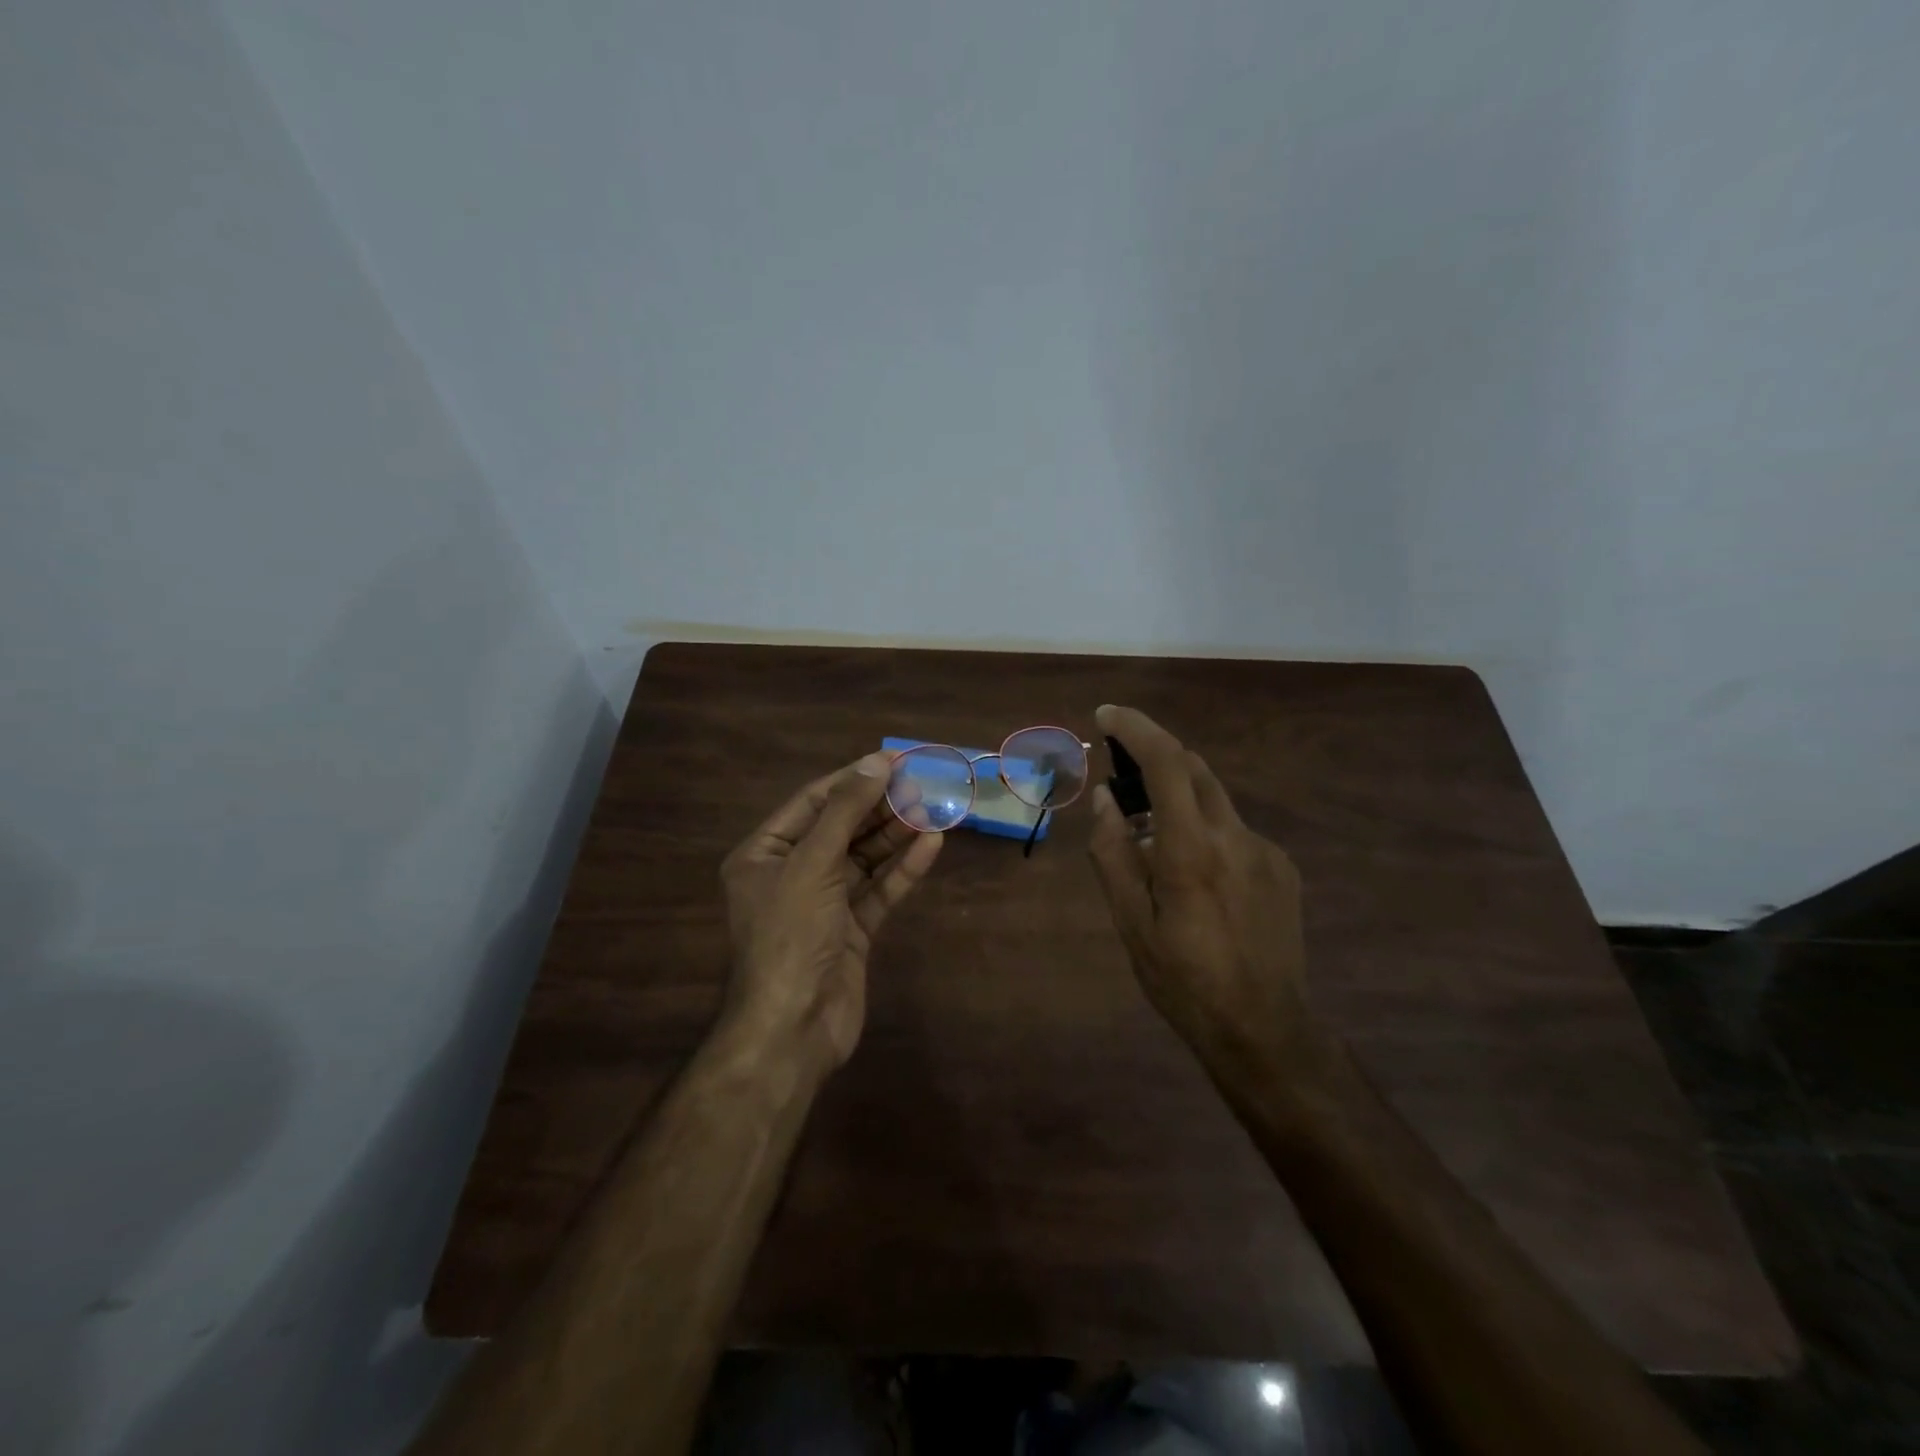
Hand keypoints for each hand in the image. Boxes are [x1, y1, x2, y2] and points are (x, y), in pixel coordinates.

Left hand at [719, 752, 943, 1070]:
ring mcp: (823, 905)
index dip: (852, 779)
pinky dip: (903, 870)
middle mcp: (791, 875)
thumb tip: (875, 763)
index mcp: (764, 855)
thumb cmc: (790, 934)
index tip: (893, 760)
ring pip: (864, 859)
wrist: (793, 1028)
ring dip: (896, 835)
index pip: (812, 803)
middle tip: (922, 783)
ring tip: (933, 807)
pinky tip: (931, 845)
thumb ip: (845, 812)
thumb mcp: (812, 864)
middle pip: (841, 829)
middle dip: (879, 806)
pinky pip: (878, 891)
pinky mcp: (851, 932)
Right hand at [1087, 705, 1317, 1080]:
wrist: (1265, 1029)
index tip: (1107, 715)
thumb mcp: (1130, 922)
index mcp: (1192, 849)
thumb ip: (1113, 853)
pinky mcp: (1283, 869)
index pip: (1167, 763)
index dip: (1136, 728)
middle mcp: (1235, 837)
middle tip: (1121, 777)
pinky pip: (1234, 832)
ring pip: (1214, 801)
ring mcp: (1266, 851)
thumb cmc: (1183, 980)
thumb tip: (1105, 800)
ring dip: (1178, 800)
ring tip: (1151, 843)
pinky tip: (1195, 878)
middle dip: (1155, 757)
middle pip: (1194, 770)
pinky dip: (1204, 831)